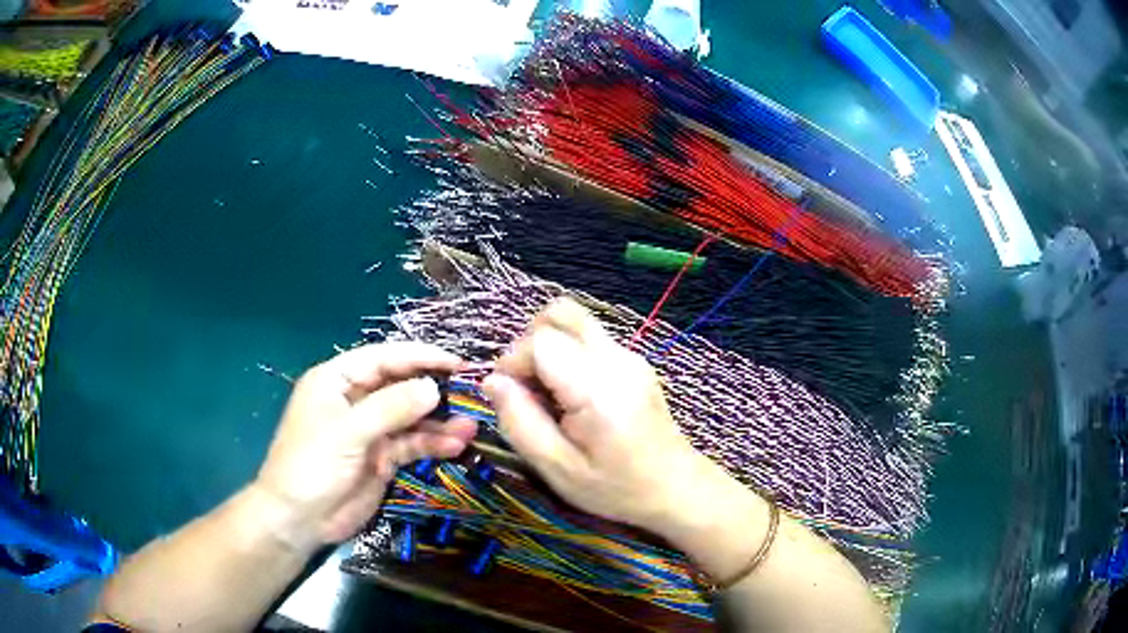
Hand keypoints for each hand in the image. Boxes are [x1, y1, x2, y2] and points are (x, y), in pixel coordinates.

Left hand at [254, 342, 476, 545]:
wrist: (299, 519)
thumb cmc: (311, 466)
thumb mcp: (347, 433)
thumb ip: (390, 408)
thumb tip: (433, 387)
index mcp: (337, 380)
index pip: (383, 358)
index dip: (418, 357)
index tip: (455, 362)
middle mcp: (355, 400)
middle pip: (400, 386)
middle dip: (433, 389)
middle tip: (471, 392)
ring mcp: (370, 430)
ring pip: (410, 417)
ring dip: (439, 422)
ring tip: (470, 427)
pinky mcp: (381, 458)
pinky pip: (411, 444)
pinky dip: (432, 444)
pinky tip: (456, 446)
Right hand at [482, 299, 701, 530]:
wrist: (675, 487)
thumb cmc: (616, 487)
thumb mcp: (558, 469)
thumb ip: (519, 422)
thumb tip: (492, 382)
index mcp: (598, 387)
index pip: (541, 340)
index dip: (513, 362)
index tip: (510, 396)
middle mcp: (617, 358)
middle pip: (560, 313)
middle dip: (528, 343)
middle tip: (526, 388)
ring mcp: (629, 355)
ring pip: (573, 320)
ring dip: (547, 346)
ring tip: (547, 392)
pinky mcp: (633, 360)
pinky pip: (588, 338)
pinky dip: (566, 354)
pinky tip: (569, 396)